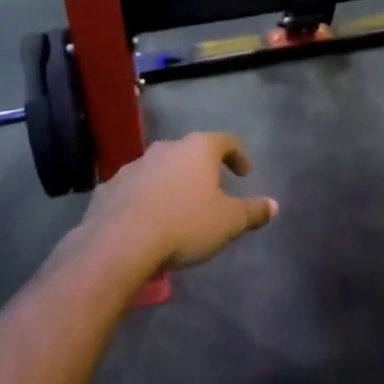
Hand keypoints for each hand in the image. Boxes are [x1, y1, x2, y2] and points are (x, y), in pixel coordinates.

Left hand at [81, 133, 278, 272]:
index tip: (244, 174)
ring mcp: (134, 165)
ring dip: (171, 183)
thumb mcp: (228, 222)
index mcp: (198, 149)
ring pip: (160, 168)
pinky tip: (147, 222)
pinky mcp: (110, 186)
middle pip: (190, 152)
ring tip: (177, 209)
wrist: (119, 243)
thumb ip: (253, 211)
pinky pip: (135, 188)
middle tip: (211, 192)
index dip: (239, 156)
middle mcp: (166, 148)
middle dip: (202, 170)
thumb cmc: (184, 225)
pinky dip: (145, 198)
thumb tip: (273, 205)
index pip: (226, 141)